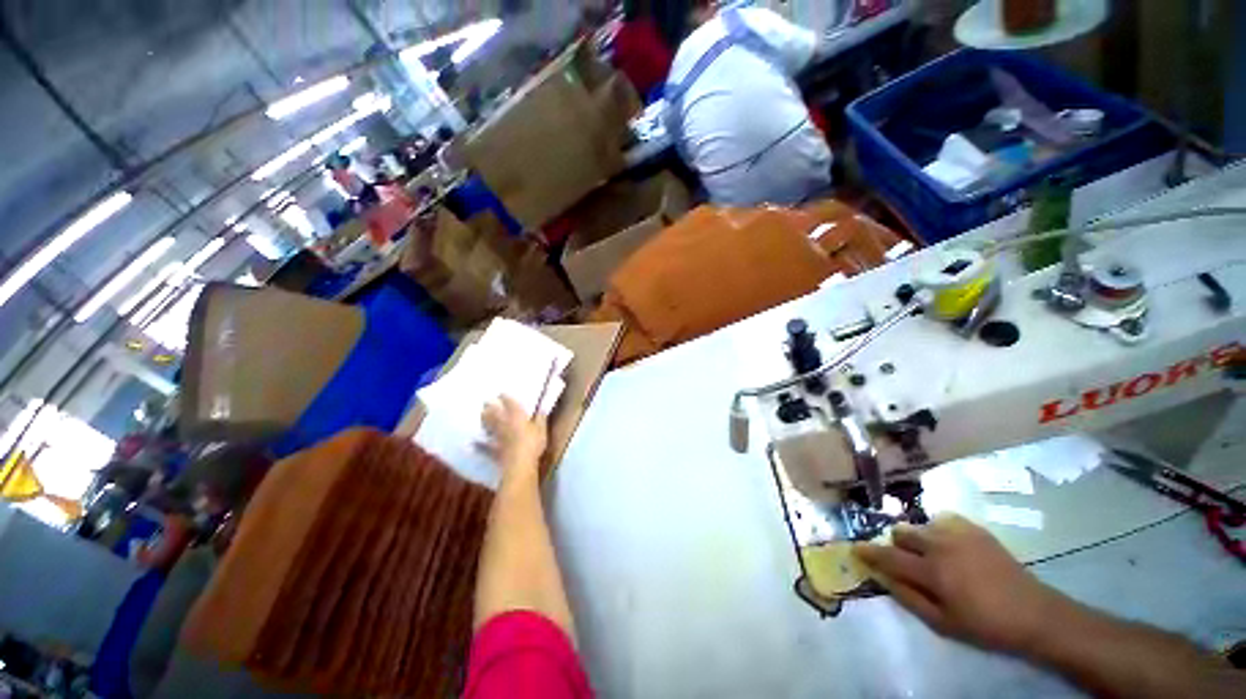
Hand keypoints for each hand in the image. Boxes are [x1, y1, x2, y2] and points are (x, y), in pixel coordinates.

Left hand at [481, 395, 547, 476]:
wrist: (519, 463)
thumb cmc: (533, 443)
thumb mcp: (541, 429)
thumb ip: (541, 418)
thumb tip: (542, 408)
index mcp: (517, 416)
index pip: (509, 403)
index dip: (505, 398)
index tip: (501, 393)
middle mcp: (504, 423)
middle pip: (494, 413)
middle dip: (489, 407)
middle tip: (485, 402)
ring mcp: (497, 437)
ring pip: (488, 426)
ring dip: (484, 420)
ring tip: (481, 415)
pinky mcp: (493, 450)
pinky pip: (484, 447)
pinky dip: (479, 445)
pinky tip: (473, 443)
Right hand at [854, 514, 1067, 654]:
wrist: (1034, 613)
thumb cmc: (985, 625)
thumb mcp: (943, 624)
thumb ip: (907, 597)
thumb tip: (880, 576)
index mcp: (932, 572)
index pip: (888, 557)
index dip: (868, 552)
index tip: (855, 548)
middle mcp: (940, 545)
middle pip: (901, 533)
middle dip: (897, 546)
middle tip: (909, 564)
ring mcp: (958, 533)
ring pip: (921, 526)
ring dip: (919, 540)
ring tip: (935, 558)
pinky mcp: (974, 528)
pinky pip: (942, 520)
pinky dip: (938, 531)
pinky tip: (951, 547)